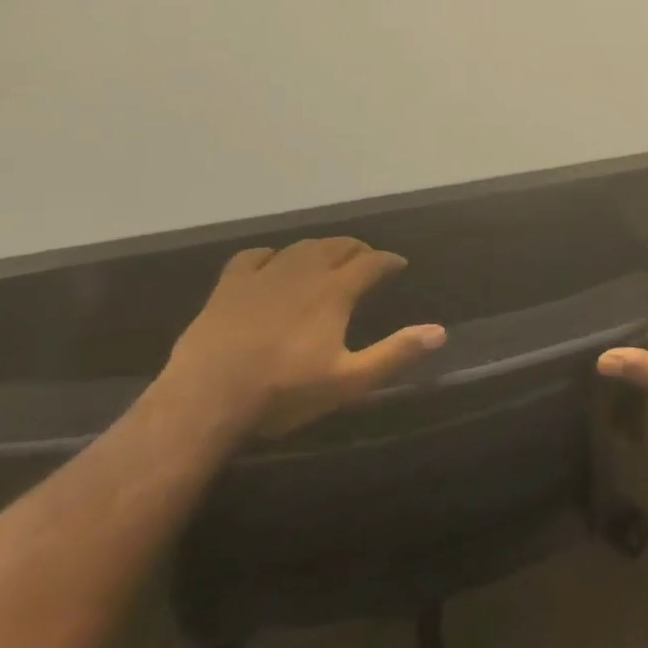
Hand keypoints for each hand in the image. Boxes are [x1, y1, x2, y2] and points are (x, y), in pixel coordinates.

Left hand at [162, 238, 445, 436]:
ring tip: (328, 258)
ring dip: (321, 249)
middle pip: (337, 247)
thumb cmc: (283, 393)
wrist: (207, 400)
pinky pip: (255, 256)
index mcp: (335, 291)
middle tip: (367, 259)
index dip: (388, 261)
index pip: (371, 263)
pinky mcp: (229, 285)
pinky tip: (273, 263)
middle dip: (357, 249)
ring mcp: (263, 275)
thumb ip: (395, 353)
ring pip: (300, 248)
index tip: (398, 264)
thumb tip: (440, 332)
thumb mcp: (348, 381)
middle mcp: (304, 272)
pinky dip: (272, 255)